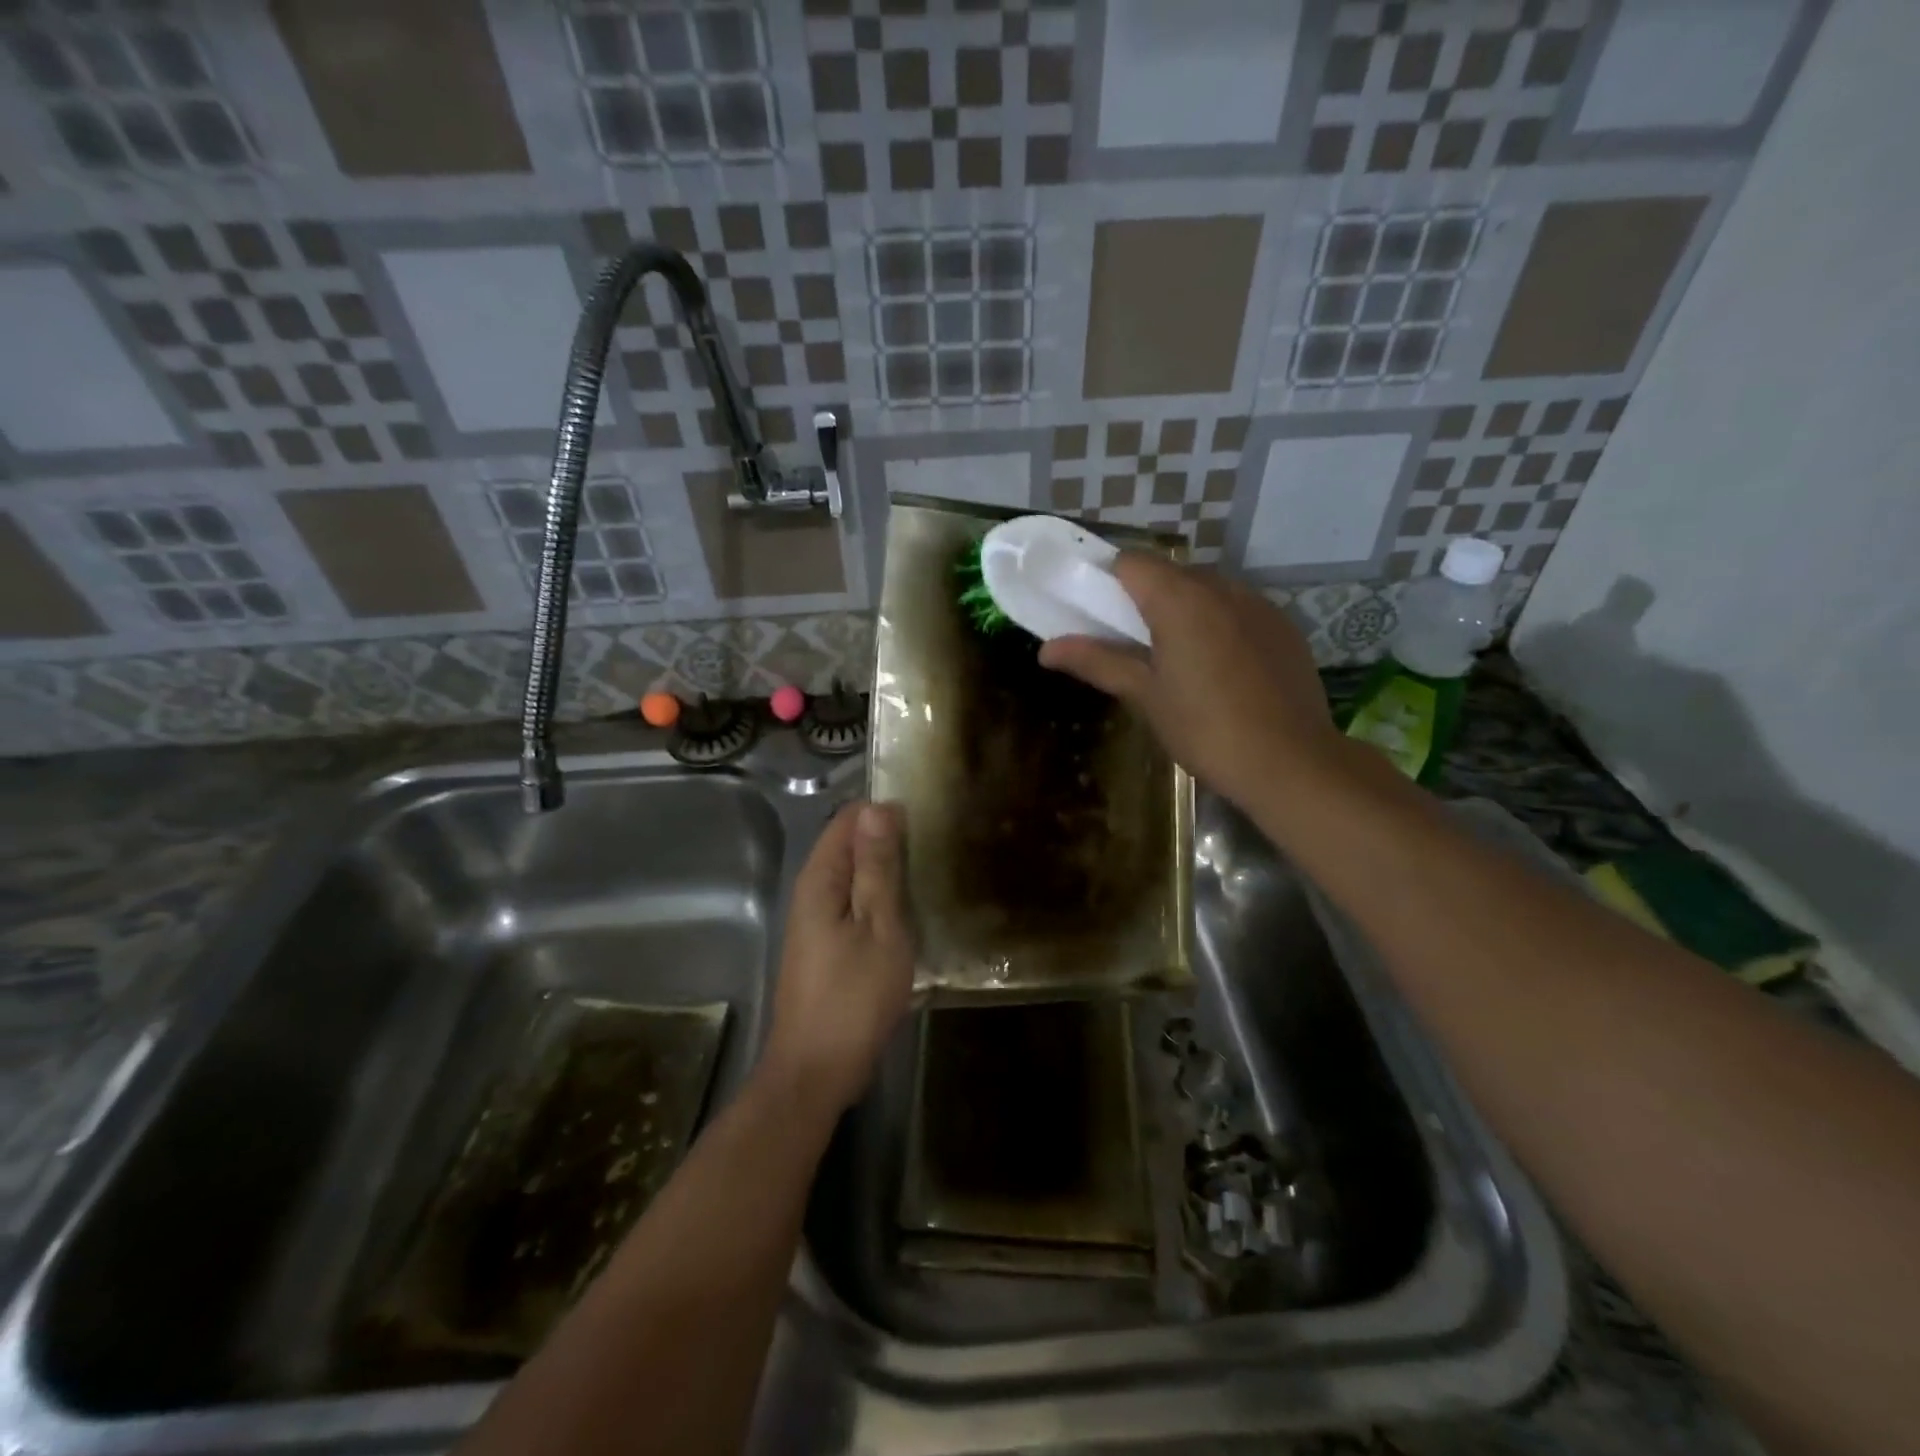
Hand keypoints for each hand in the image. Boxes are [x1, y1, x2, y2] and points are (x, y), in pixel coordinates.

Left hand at [762, 801, 913, 1114]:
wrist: (817, 1070)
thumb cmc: (853, 996)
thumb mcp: (878, 927)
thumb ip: (877, 868)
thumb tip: (877, 809)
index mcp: (820, 879)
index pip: (849, 820)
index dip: (885, 813)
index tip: (927, 819)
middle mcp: (812, 891)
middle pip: (851, 846)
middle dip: (890, 841)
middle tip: (938, 847)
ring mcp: (817, 921)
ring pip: (856, 877)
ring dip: (889, 872)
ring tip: (933, 872)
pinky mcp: (827, 945)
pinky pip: (856, 904)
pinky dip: (882, 900)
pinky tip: (912, 910)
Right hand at [1039, 554, 1339, 809]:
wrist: (1291, 762)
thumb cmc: (1205, 729)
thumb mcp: (1145, 696)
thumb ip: (1097, 662)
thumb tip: (1045, 649)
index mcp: (1180, 599)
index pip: (1130, 562)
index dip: (1106, 582)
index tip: (1096, 616)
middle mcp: (1221, 587)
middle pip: (1169, 574)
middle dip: (1144, 599)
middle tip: (1132, 647)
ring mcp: (1259, 604)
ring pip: (1207, 589)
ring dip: (1184, 610)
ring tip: (1178, 661)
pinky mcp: (1284, 626)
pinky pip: (1239, 609)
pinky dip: (1219, 624)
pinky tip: (1221, 670)